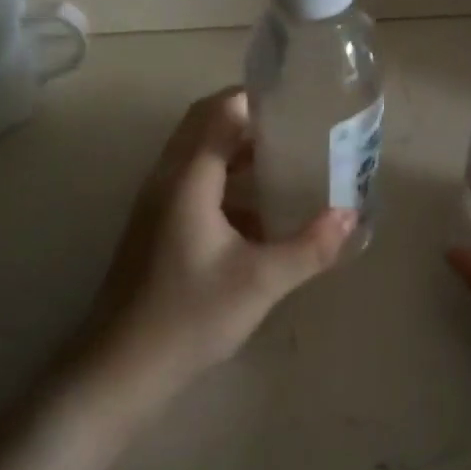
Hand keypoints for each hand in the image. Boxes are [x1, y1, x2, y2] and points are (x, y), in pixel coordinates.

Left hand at [81, 88, 354, 405]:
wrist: (119, 370)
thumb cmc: (189, 316)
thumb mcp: (261, 281)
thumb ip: (310, 246)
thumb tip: (351, 215)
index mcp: (188, 178)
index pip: (220, 111)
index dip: (256, 99)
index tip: (297, 103)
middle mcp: (167, 179)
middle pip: (204, 125)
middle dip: (249, 120)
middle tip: (296, 129)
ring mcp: (156, 204)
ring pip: (198, 155)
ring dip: (237, 150)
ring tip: (286, 162)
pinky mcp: (156, 227)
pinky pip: (194, 183)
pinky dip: (226, 181)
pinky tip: (260, 212)